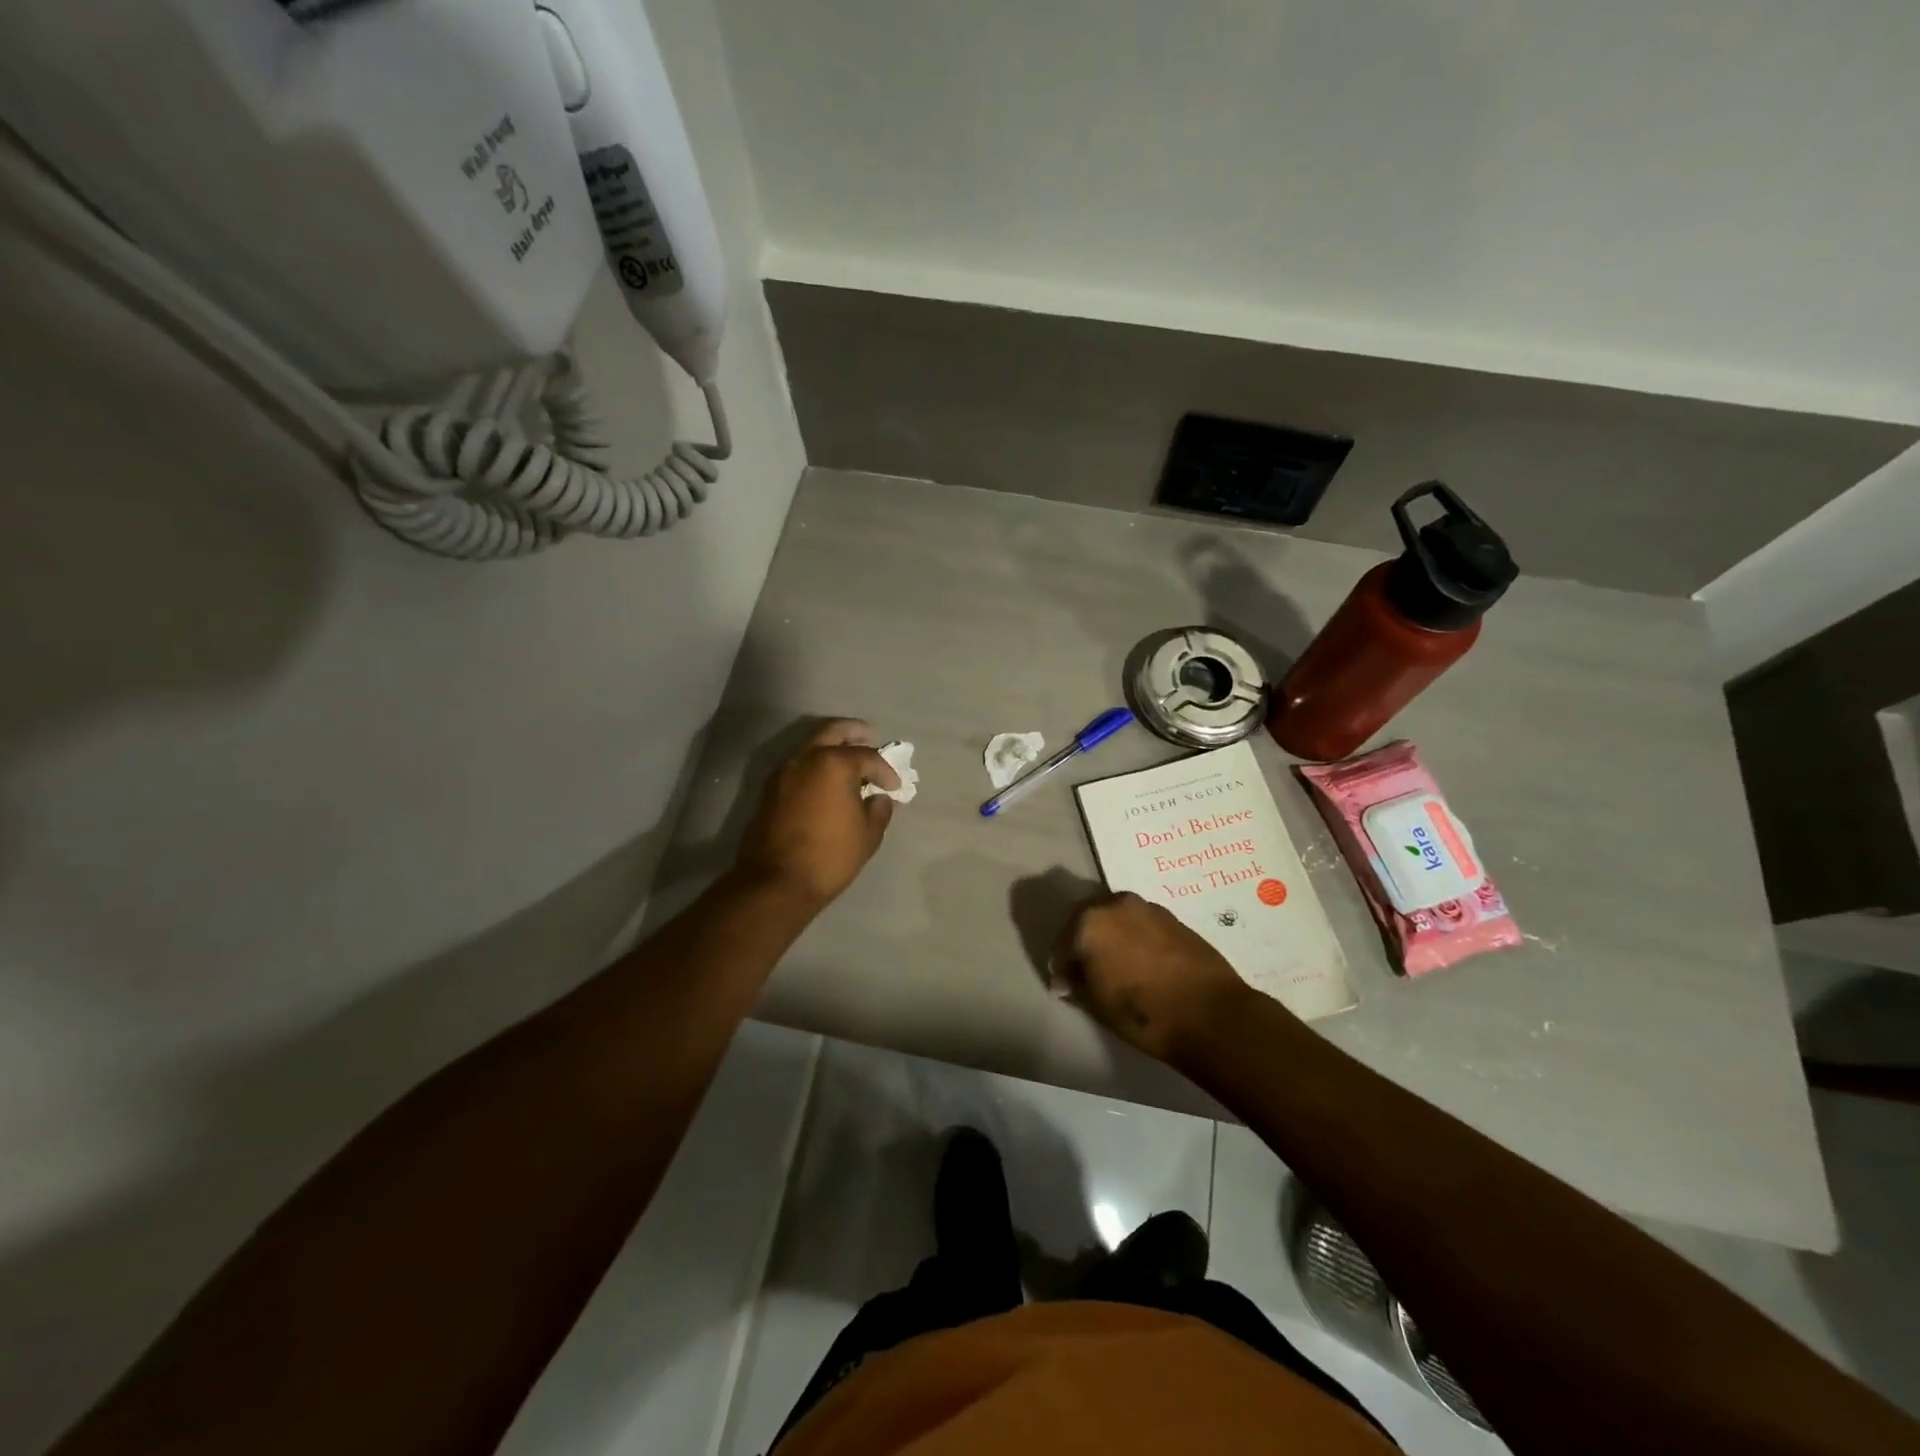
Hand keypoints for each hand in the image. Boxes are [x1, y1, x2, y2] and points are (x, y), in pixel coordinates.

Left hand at [735, 720, 898, 908]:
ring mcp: (784, 772)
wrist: (775, 882)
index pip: (867, 756)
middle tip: (871, 736)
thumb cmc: (829, 857)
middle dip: (854, 731)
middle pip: (833, 731)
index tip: (894, 786)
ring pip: (811, 745)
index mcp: (834, 764)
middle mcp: (806, 758)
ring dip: (832, 746)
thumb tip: (878, 797)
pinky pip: (799, 765)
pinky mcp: (770, 789)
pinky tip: (828, 782)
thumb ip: (879, 809)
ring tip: (850, 761)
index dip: (885, 770)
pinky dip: (816, 764)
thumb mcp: (868, 835)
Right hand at [1050, 892, 1255, 1064]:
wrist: (1211, 1014)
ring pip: (1114, 918)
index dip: (1060, 968)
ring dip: (1108, 936)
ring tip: (1114, 965)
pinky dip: (1132, 937)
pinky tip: (1139, 961)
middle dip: (1081, 942)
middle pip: (1086, 920)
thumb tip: (1069, 980)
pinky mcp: (1172, 916)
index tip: (1064, 988)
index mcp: (1089, 923)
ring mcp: (1146, 906)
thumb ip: (1077, 985)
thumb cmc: (1145, 1013)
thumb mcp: (1098, 1005)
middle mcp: (1114, 904)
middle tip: (1083, 970)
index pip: (1061, 944)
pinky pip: (1139, 923)